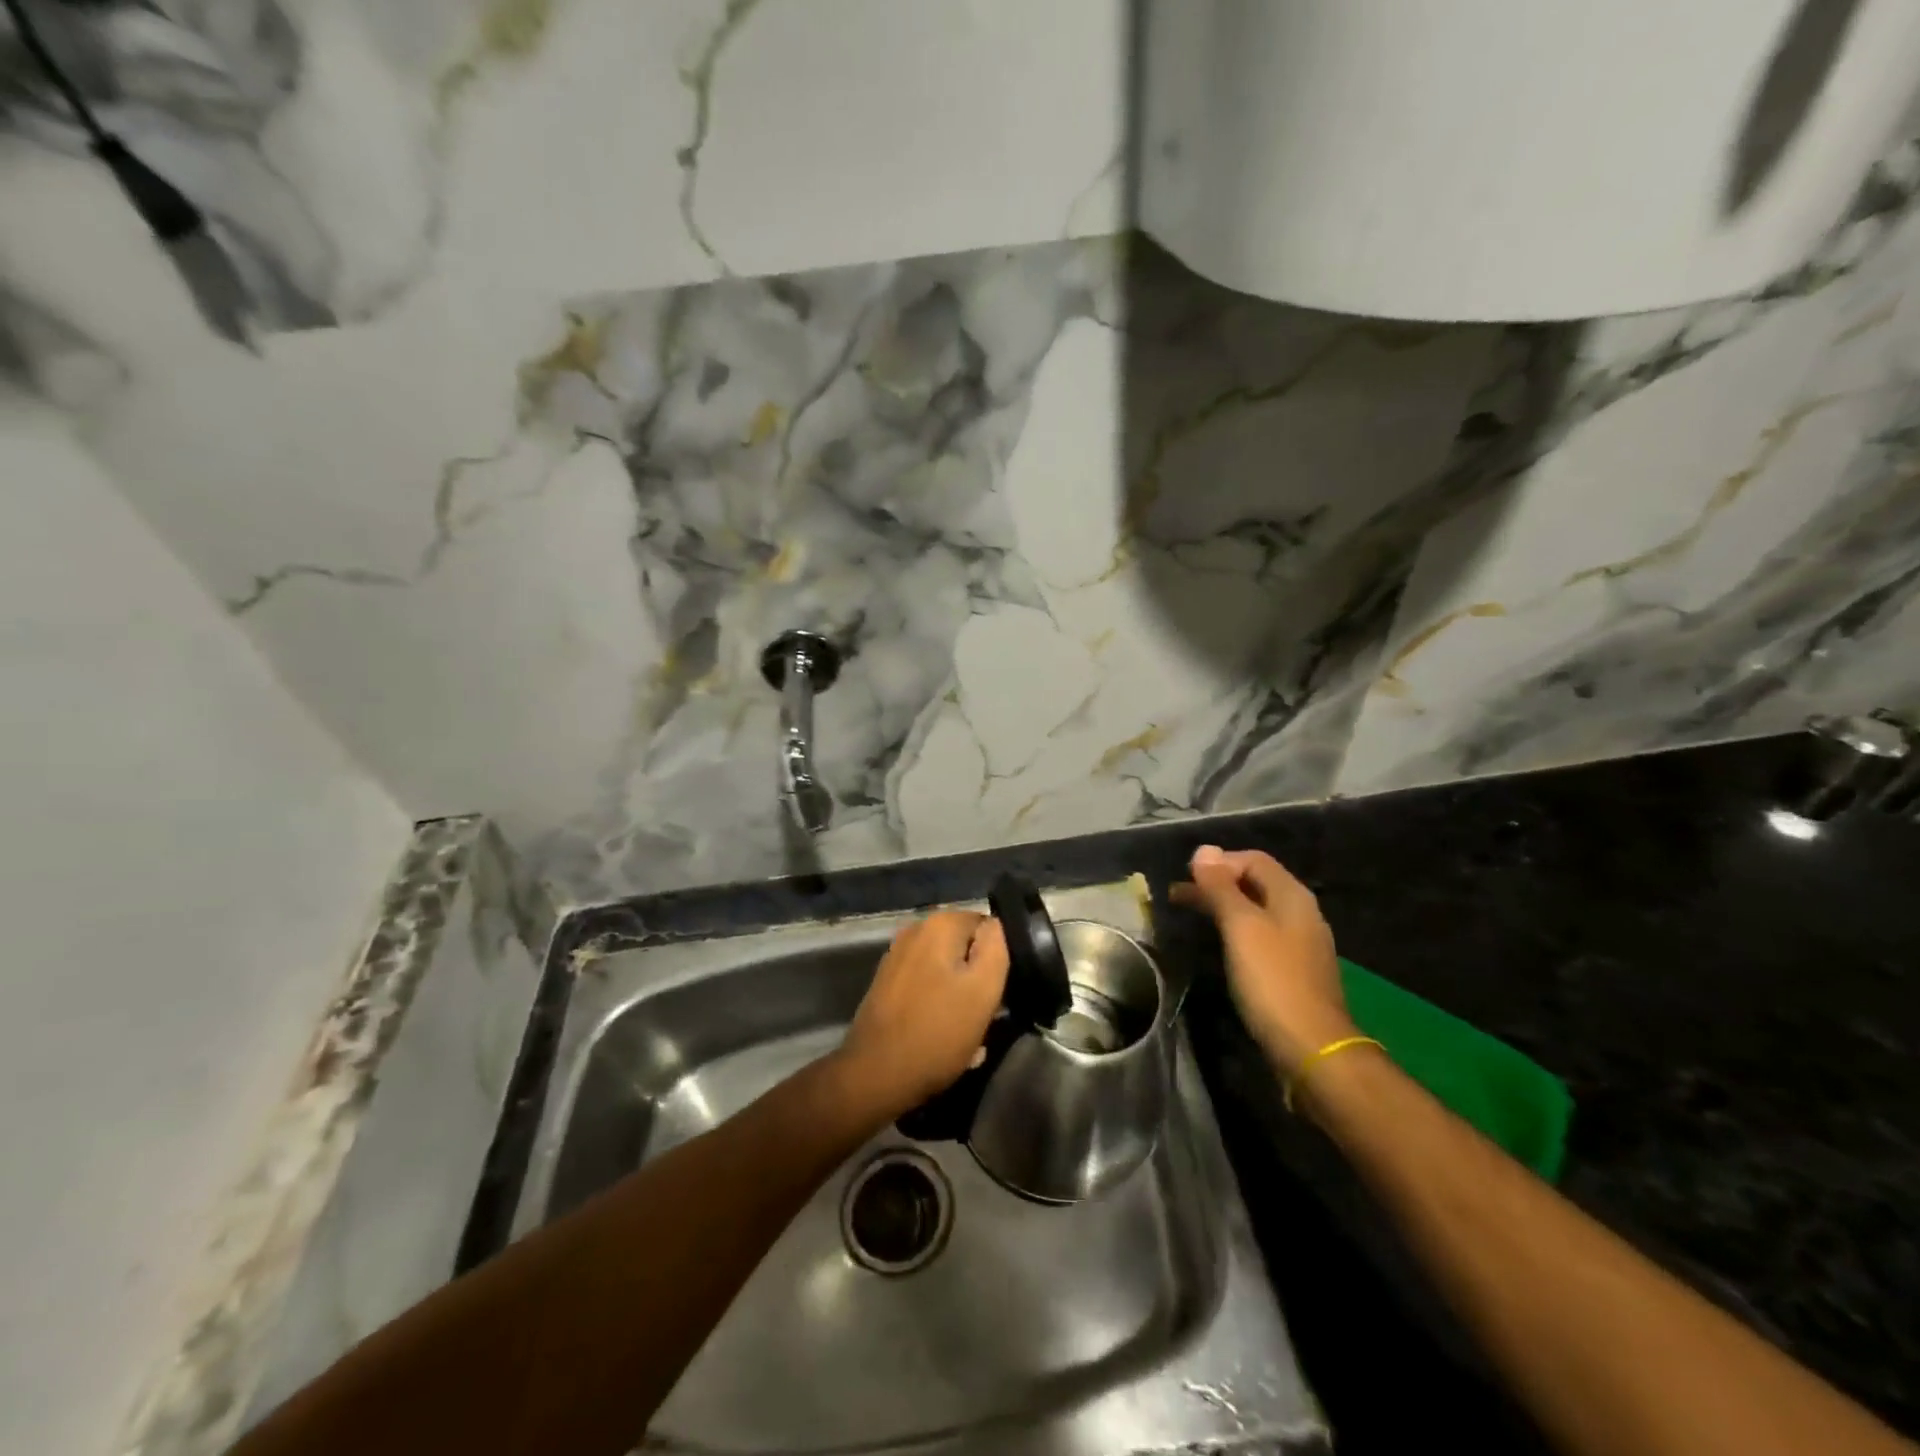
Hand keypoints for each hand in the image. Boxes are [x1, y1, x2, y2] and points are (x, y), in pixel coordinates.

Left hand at [835, 911, 1009, 1118]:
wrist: (876, 1074)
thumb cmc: (937, 1032)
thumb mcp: (983, 990)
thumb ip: (996, 947)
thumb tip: (995, 925)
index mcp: (939, 924)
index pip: (988, 927)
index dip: (999, 959)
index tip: (1000, 991)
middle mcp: (915, 930)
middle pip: (965, 949)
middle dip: (978, 979)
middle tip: (986, 1016)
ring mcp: (897, 957)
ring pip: (946, 970)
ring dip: (960, 997)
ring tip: (967, 1034)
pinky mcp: (887, 983)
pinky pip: (926, 986)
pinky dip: (938, 1005)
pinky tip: (942, 1036)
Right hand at [1171, 846, 1356, 1075]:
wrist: (1312, 1047)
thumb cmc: (1272, 980)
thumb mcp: (1241, 927)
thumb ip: (1221, 888)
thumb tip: (1203, 850)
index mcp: (1292, 896)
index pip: (1252, 860)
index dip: (1218, 862)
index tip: (1186, 878)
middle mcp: (1300, 913)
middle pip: (1254, 884)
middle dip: (1216, 884)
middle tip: (1177, 895)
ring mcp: (1299, 944)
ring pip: (1256, 911)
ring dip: (1223, 907)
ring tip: (1191, 916)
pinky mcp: (1293, 971)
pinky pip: (1260, 936)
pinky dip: (1235, 931)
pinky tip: (1220, 946)